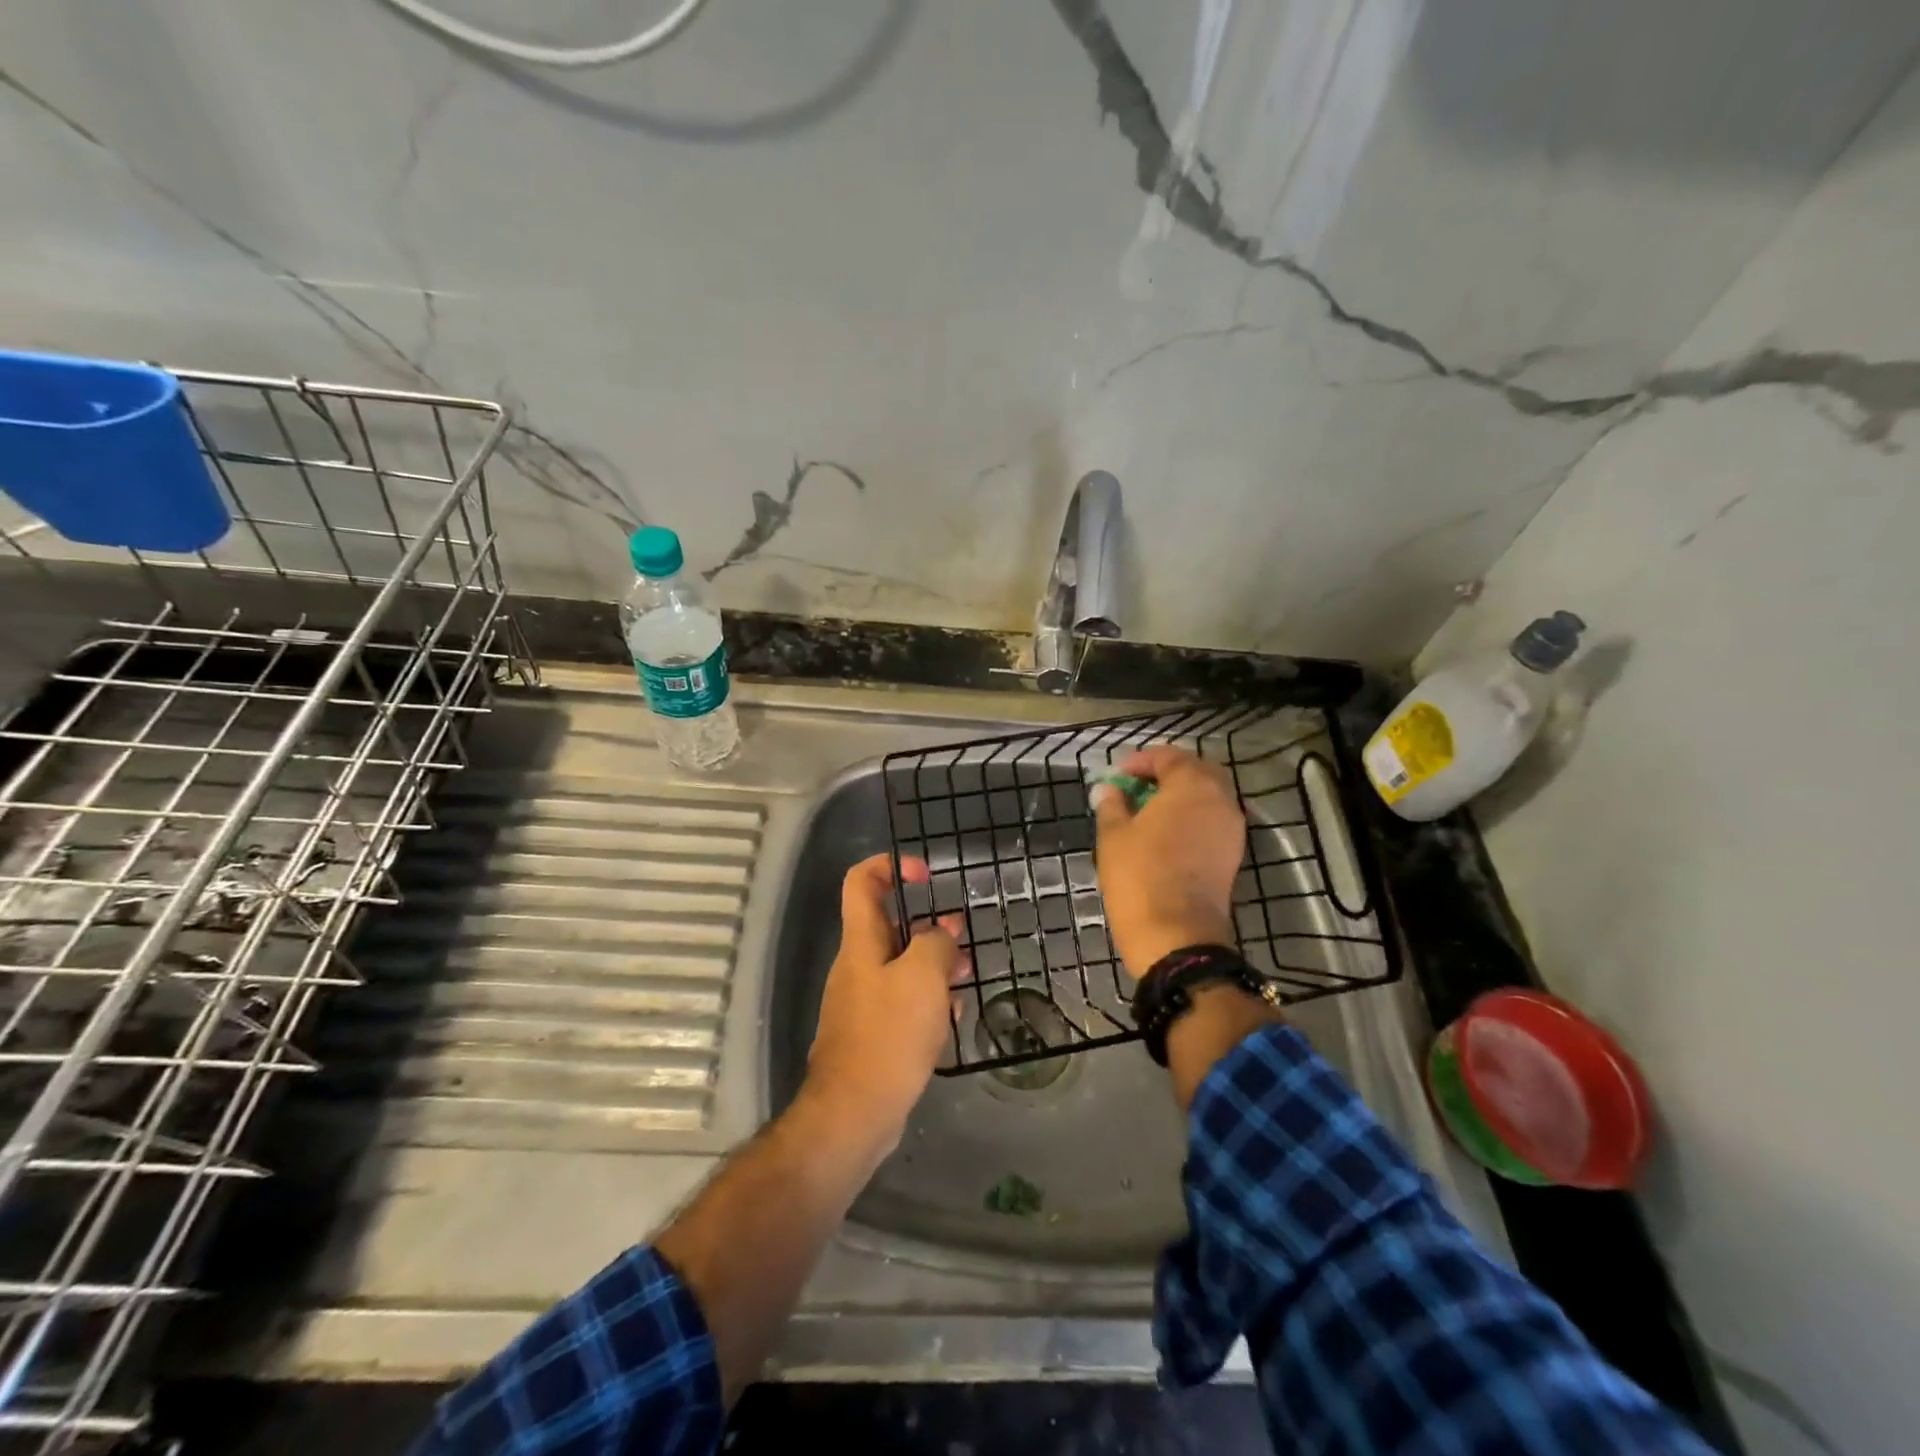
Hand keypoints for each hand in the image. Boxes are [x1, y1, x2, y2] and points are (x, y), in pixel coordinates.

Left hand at [806, 853, 965, 1140]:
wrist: (855, 1111)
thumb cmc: (889, 1034)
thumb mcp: (923, 977)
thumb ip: (936, 944)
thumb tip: (940, 935)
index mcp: (862, 942)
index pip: (862, 882)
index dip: (889, 865)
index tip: (925, 874)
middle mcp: (858, 965)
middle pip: (887, 924)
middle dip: (925, 922)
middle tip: (959, 934)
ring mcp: (863, 1000)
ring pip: (900, 964)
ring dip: (932, 962)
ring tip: (964, 974)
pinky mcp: (873, 1031)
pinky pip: (901, 999)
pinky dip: (926, 997)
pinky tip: (951, 1015)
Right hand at [1090, 746, 1245, 978]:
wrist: (1176, 936)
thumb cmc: (1140, 876)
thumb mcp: (1114, 836)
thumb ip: (1112, 805)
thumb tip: (1107, 790)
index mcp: (1192, 786)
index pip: (1169, 757)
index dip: (1141, 761)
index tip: (1117, 775)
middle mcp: (1220, 800)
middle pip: (1196, 772)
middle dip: (1166, 773)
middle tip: (1136, 786)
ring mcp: (1231, 829)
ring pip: (1208, 797)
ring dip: (1180, 796)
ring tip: (1147, 810)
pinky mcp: (1232, 855)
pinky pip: (1212, 821)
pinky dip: (1191, 817)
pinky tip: (1165, 833)